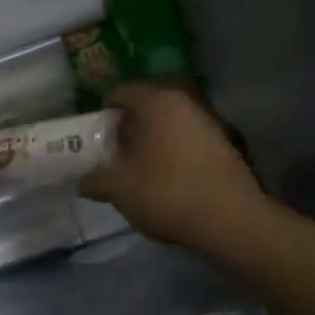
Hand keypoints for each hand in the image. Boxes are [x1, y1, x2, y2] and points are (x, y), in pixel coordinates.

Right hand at [78, 82, 276, 258]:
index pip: (119, 93)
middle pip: (146, 108)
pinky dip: (172, 154)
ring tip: (137, 171)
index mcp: (156, 101)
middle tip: (112, 156)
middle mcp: (185, 102)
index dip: (102, 115)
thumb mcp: (118, 188)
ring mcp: (210, 122)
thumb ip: (95, 179)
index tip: (94, 139)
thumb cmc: (166, 192)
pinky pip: (187, 141)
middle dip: (127, 129)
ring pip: (168, 125)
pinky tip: (166, 181)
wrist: (231, 221)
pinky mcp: (226, 145)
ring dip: (151, 143)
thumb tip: (84, 181)